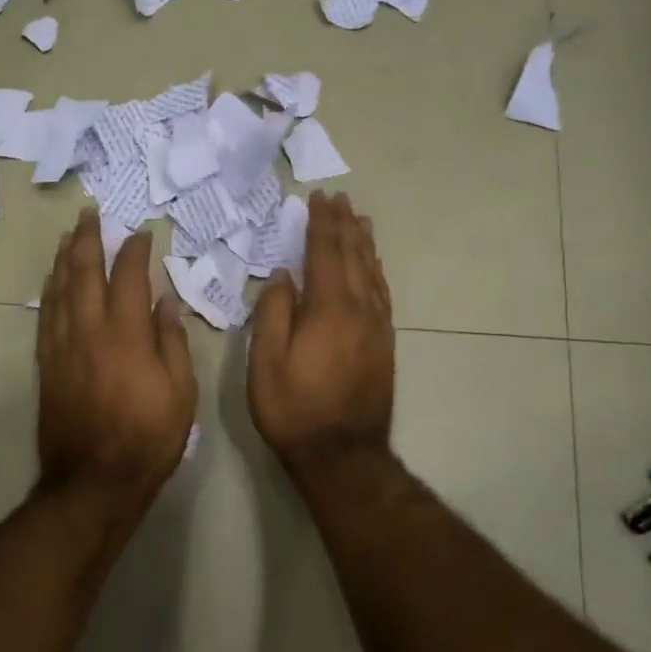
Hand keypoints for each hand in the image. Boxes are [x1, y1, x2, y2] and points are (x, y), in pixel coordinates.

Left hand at [37, 209, 197, 516]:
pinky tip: (53, 280)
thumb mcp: (180, 392)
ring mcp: (62, 346)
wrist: (93, 480)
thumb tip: (164, 301)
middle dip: (88, 238)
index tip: (140, 233)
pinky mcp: (46, 365)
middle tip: (90, 213)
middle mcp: (89, 331)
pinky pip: (46, 316)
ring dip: (65, 258)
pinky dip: (50, 292)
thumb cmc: (148, 438)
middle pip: (84, 272)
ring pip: (60, 289)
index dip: (134, 250)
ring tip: (69, 235)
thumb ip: (171, 341)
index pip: (128, 277)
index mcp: (126, 334)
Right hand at [249, 191, 394, 470]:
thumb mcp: (266, 362)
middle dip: (345, 225)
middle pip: (354, 256)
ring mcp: (377, 327)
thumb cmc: (294, 408)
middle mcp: (359, 309)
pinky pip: (382, 295)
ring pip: (373, 273)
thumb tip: (283, 275)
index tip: (319, 198)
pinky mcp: (384, 344)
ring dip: (364, 244)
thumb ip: (274, 313)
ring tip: (361, 220)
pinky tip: (373, 268)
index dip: (321, 224)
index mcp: (329, 308)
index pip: (325, 253)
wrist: (342, 453)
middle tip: (340, 199)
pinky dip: (376, 272)